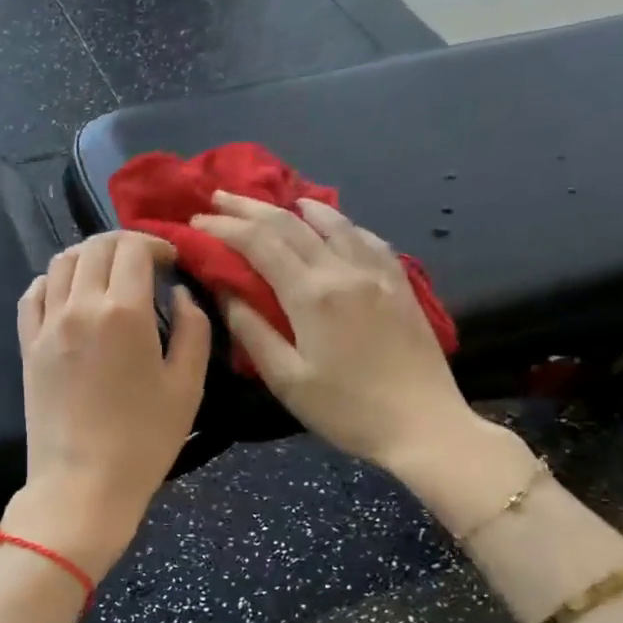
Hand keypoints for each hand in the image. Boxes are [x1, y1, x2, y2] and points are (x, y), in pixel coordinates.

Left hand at [5, 231, 210, 581]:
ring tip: (108, 273)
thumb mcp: (188, 386)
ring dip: (88, 256)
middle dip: (124, 244)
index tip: (171, 260)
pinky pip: (33, 294)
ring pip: (61, 263)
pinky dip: (52, 281)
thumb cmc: (144, 441)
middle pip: (95, 248)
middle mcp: (80, 306)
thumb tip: (181, 295)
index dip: (156, 244)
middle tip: (144, 262)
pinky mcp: (28, 346)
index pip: (133, 249)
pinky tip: (69, 293)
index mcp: (124, 312)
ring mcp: (48, 325)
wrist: (82, 484)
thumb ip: (193, 330)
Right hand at [192, 192, 484, 472]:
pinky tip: (331, 223)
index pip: (260, 243)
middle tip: (219, 197)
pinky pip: (365, 238)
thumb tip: (224, 290)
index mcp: (311, 295)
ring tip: (273, 200)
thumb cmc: (346, 410)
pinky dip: (340, 223)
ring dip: (295, 207)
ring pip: (332, 222)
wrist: (425, 425)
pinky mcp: (400, 284)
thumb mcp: (286, 379)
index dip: (225, 227)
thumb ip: (251, 330)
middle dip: (250, 207)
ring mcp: (377, 273)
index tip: (197, 221)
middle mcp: (344, 271)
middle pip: (290, 224)